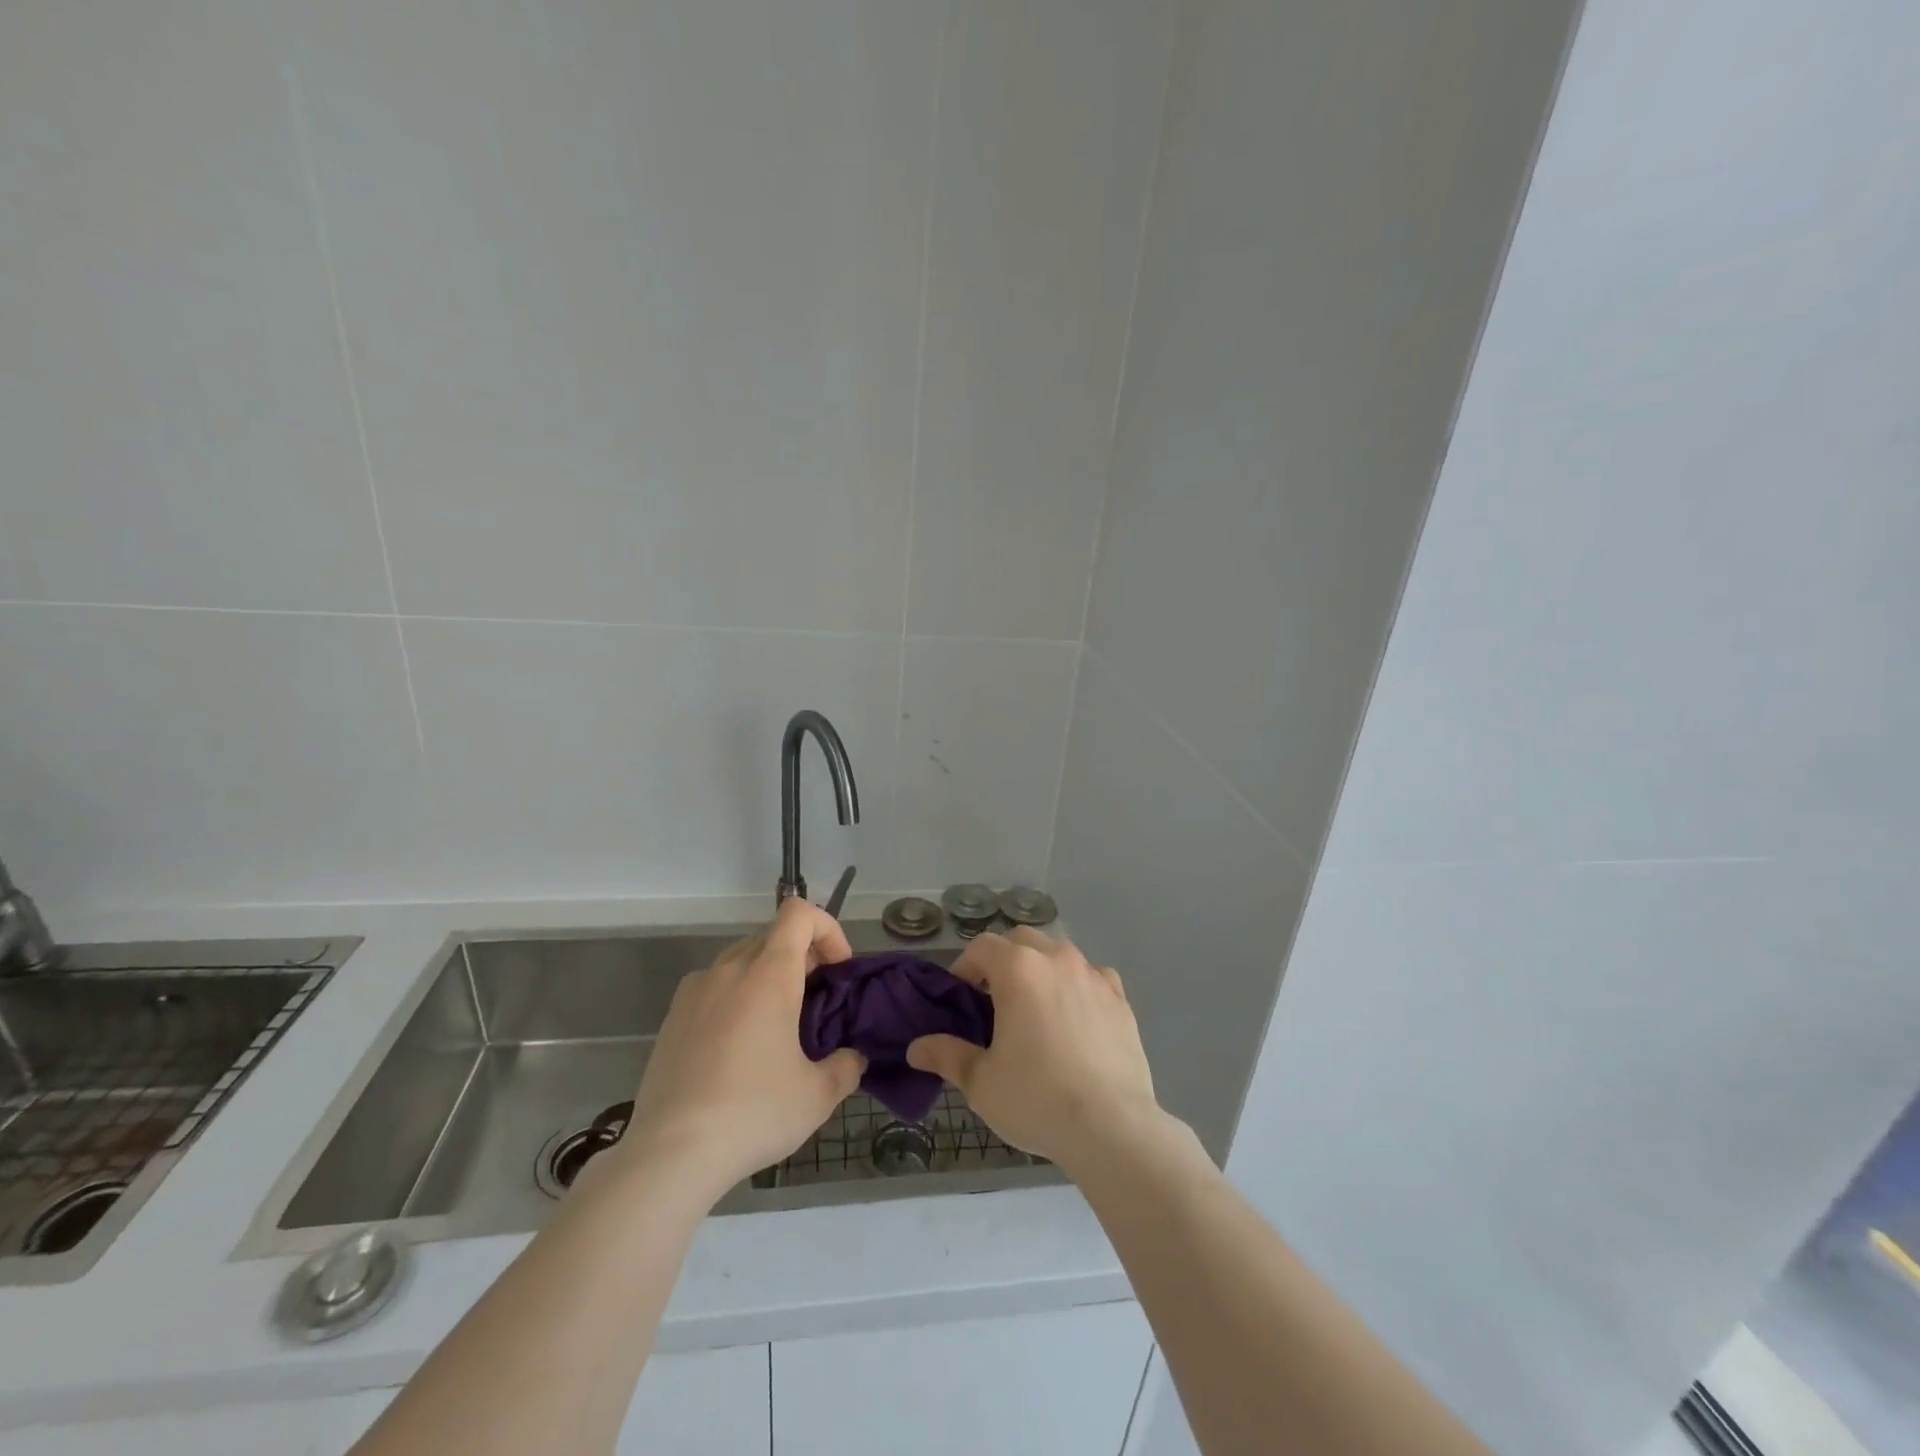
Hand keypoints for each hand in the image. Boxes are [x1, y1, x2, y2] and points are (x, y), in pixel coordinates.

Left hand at [621, 899, 864, 1202]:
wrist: (670, 1155)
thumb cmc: (753, 1113)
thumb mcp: (817, 1096)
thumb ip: (846, 1067)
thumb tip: (852, 1059)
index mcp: (768, 974)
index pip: (798, 913)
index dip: (827, 928)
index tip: (838, 968)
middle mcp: (729, 969)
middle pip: (772, 936)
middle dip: (803, 957)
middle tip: (816, 1002)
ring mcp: (695, 991)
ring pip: (741, 961)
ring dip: (768, 977)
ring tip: (777, 1026)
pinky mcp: (672, 1018)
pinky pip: (714, 987)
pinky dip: (736, 998)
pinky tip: (738, 1048)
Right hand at [906, 928, 1164, 1170]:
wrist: (1112, 1127)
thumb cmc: (1036, 1098)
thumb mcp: (981, 1082)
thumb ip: (947, 1055)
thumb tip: (915, 1048)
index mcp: (1019, 969)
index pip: (982, 946)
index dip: (965, 967)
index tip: (961, 997)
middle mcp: (1057, 959)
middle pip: (1022, 940)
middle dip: (1003, 960)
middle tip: (994, 1000)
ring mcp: (1094, 975)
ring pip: (1059, 954)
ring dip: (1041, 969)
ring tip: (1035, 1008)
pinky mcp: (1121, 999)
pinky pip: (1093, 977)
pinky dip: (1078, 986)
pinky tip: (1075, 1017)